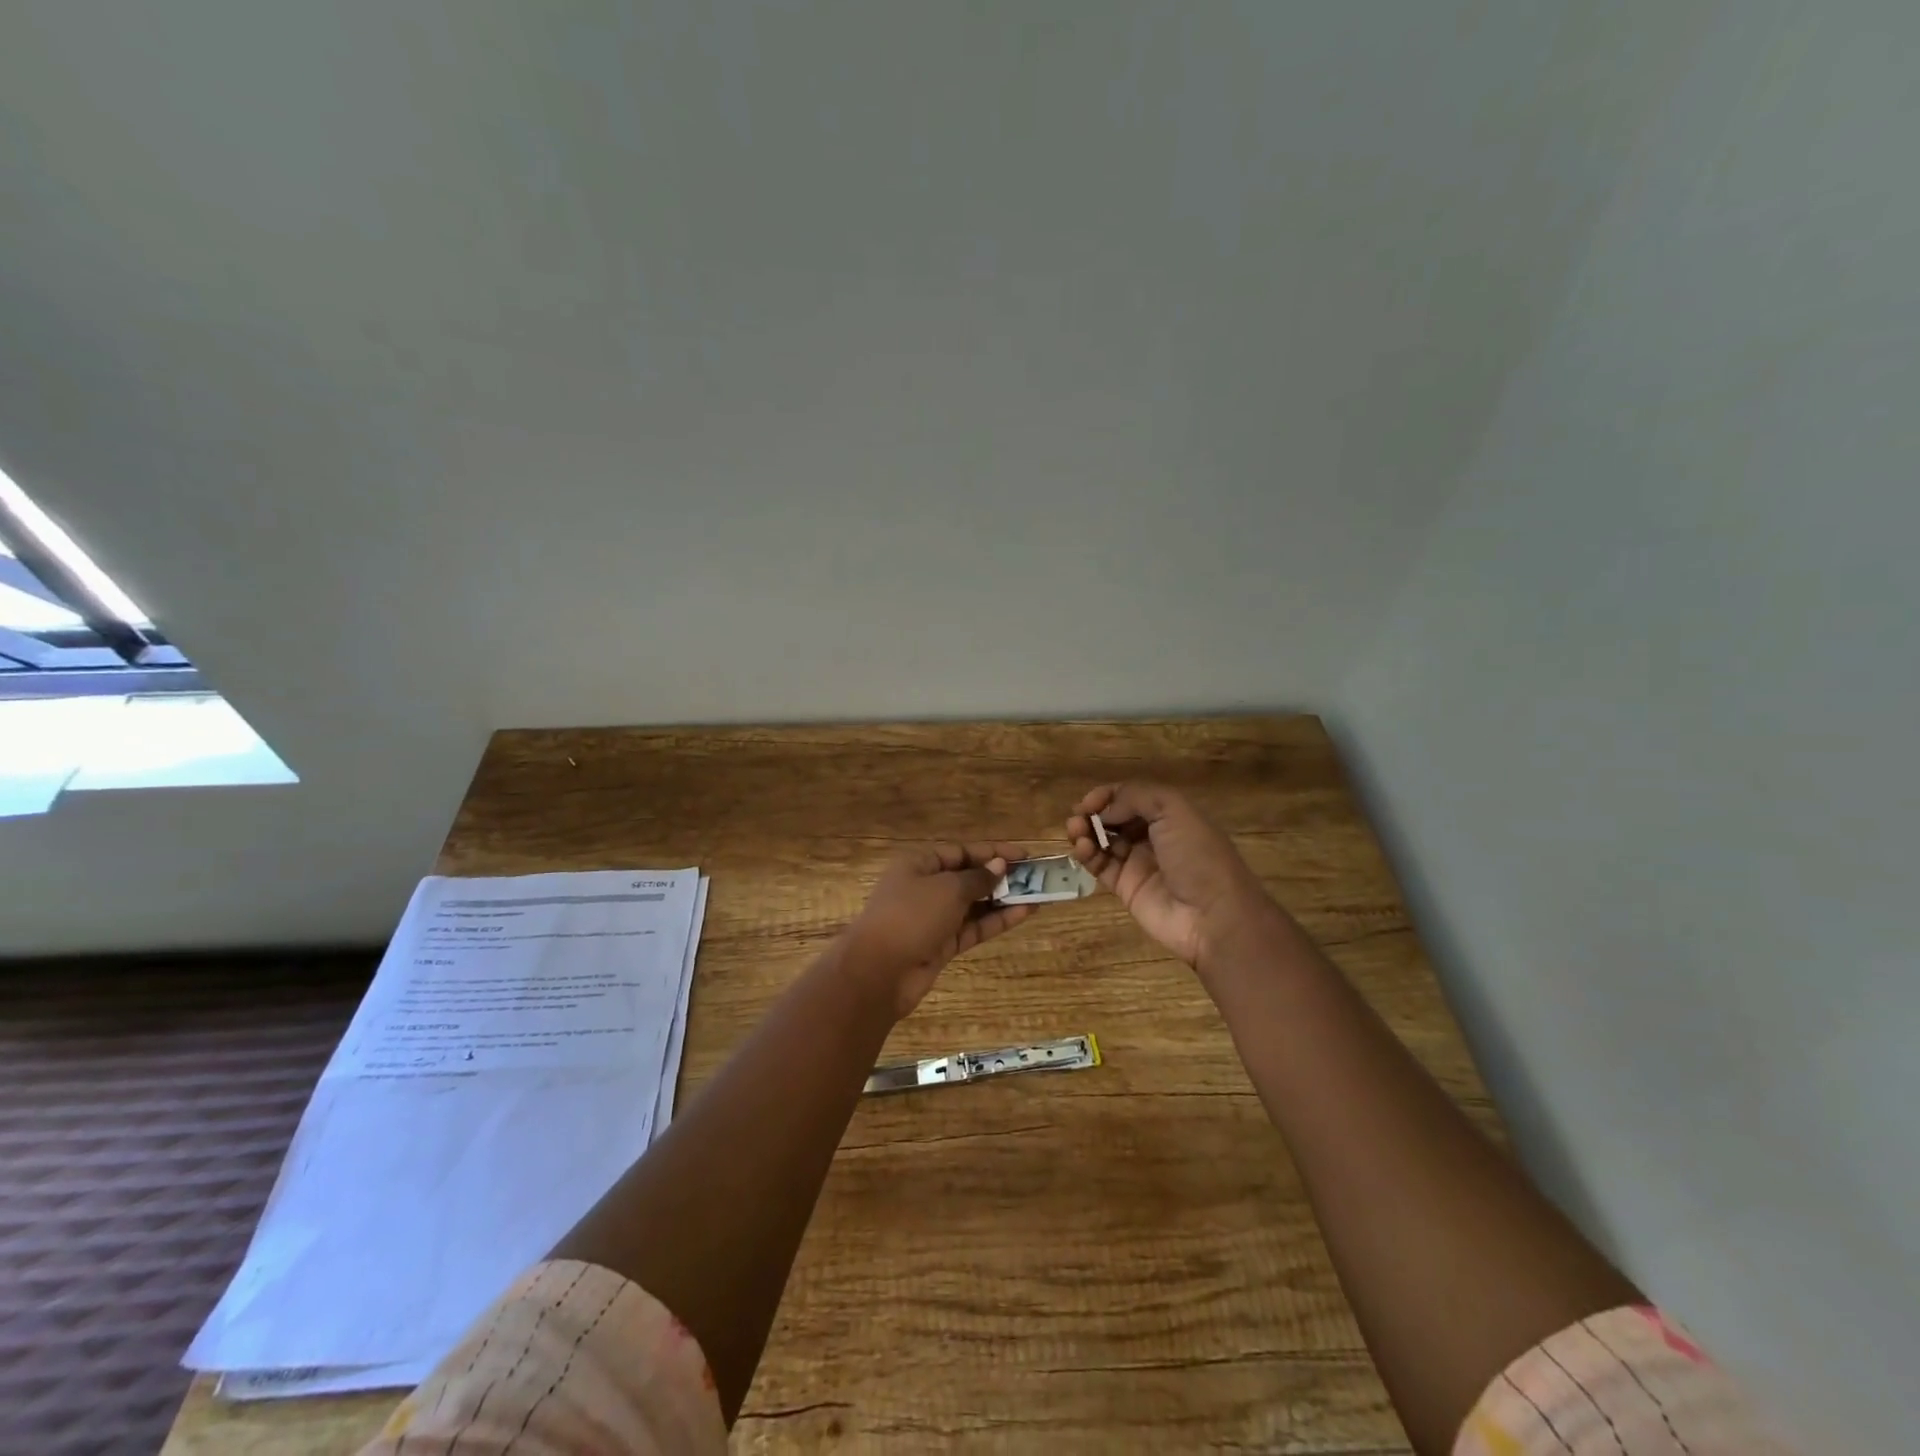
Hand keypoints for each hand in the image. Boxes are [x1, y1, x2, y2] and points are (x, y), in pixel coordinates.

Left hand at [838, 843, 1035, 1019]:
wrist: (878, 972)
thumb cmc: (911, 916)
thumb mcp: (947, 889)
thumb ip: (977, 878)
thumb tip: (999, 866)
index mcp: (919, 864)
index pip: (961, 851)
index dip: (992, 852)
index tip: (1024, 855)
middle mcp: (926, 887)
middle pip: (968, 877)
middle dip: (1001, 877)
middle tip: (1036, 877)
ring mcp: (934, 918)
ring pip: (974, 904)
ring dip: (1004, 900)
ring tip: (1039, 895)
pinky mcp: (942, 944)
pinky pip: (974, 927)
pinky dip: (997, 920)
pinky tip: (1024, 913)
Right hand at [1066, 783, 1277, 971]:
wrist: (1213, 916)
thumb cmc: (1198, 856)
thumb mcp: (1174, 810)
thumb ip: (1135, 797)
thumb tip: (1104, 810)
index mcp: (1170, 815)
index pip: (1131, 797)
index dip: (1108, 795)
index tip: (1090, 801)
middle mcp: (1153, 837)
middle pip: (1115, 818)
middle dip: (1094, 813)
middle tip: (1078, 816)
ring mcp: (1138, 863)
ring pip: (1103, 840)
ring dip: (1085, 831)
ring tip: (1075, 830)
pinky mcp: (1125, 888)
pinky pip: (1100, 866)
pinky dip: (1087, 854)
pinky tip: (1083, 849)